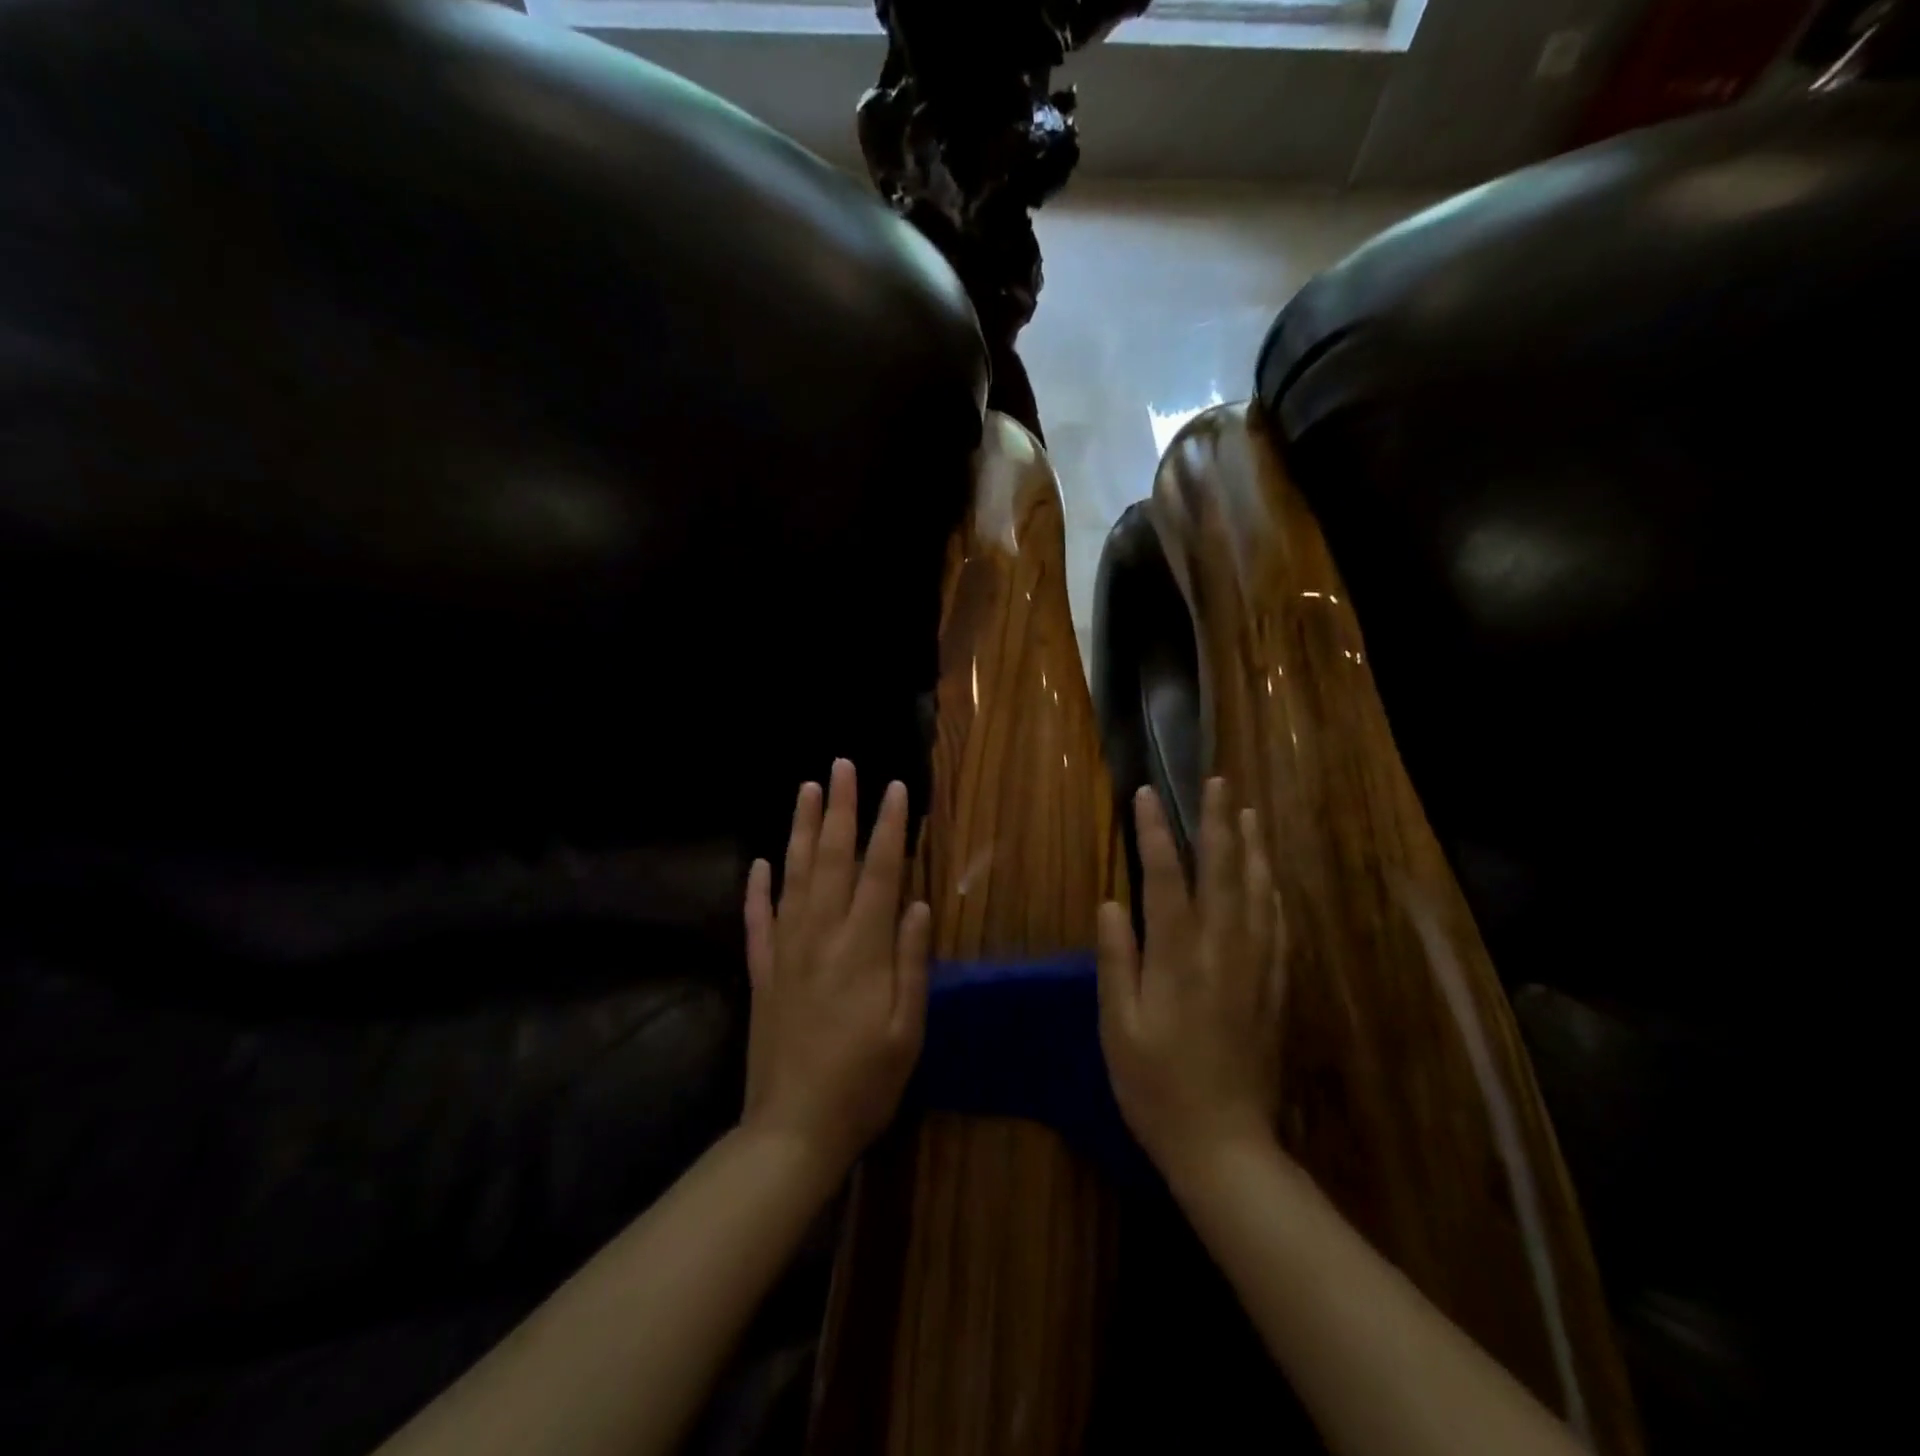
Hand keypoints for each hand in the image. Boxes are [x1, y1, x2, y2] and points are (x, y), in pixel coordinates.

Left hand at [742, 758, 930, 1174]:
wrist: (793, 1130)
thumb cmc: (865, 1083)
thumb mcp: (907, 1028)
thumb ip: (913, 962)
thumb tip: (918, 904)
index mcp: (863, 948)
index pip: (880, 871)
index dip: (890, 827)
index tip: (896, 788)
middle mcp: (821, 936)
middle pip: (831, 858)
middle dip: (839, 808)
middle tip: (841, 765)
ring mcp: (785, 951)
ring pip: (792, 876)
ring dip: (799, 829)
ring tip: (806, 790)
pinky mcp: (761, 973)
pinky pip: (757, 920)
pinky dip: (757, 888)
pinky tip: (757, 863)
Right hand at [1095, 777, 1286, 1179]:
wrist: (1224, 1146)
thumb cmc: (1156, 1088)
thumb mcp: (1119, 1028)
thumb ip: (1117, 961)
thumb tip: (1111, 904)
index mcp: (1178, 958)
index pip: (1166, 877)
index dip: (1155, 832)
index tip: (1148, 794)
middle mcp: (1222, 951)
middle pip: (1223, 871)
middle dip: (1218, 821)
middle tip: (1217, 782)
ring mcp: (1255, 968)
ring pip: (1258, 892)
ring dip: (1252, 847)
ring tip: (1248, 811)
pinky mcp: (1274, 988)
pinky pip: (1278, 928)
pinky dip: (1273, 893)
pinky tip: (1271, 878)